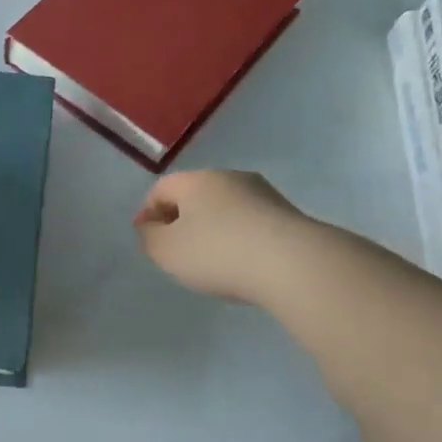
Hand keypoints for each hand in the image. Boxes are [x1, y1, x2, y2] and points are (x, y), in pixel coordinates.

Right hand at [134, 169, 312, 304]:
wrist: (293, 264)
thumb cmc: (218, 253)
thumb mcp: (167, 251)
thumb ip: (150, 237)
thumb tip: (151, 226)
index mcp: (196, 180)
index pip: (161, 189)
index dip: (148, 214)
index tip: (148, 241)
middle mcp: (229, 177)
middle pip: (195, 195)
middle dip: (182, 220)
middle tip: (178, 252)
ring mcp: (263, 194)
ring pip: (226, 208)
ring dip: (214, 229)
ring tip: (213, 262)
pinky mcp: (288, 215)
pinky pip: (251, 223)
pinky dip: (240, 239)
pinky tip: (243, 264)